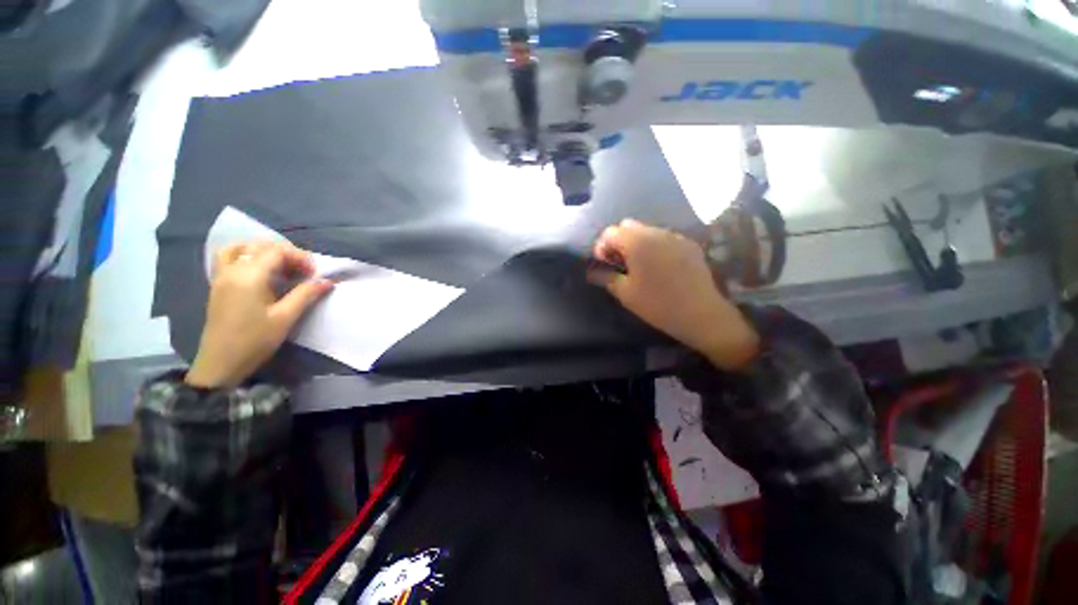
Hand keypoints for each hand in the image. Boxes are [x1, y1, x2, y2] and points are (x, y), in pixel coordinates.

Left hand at [185, 241, 333, 388]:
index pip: (277, 251)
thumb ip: (306, 295)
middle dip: (285, 253)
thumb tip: (327, 281)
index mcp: (249, 276)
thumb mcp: (285, 318)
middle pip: (260, 246)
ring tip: (280, 266)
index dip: (300, 257)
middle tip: (302, 272)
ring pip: (240, 248)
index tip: (314, 273)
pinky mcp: (217, 285)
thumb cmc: (254, 340)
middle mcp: (232, 270)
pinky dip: (245, 256)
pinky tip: (259, 270)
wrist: (220, 362)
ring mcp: (221, 276)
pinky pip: (228, 257)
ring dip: (263, 251)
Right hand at [588, 219, 759, 370]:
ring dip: (637, 243)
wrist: (701, 313)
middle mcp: (656, 232)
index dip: (601, 246)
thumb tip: (593, 271)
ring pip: (647, 231)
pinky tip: (659, 267)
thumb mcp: (625, 293)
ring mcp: (675, 237)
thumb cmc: (657, 304)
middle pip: (628, 226)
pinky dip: (655, 247)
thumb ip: (606, 277)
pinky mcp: (689, 245)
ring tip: (638, 266)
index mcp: (637, 242)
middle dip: (618, 241)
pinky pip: (664, 238)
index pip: (611, 232)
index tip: (604, 263)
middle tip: (619, 263)